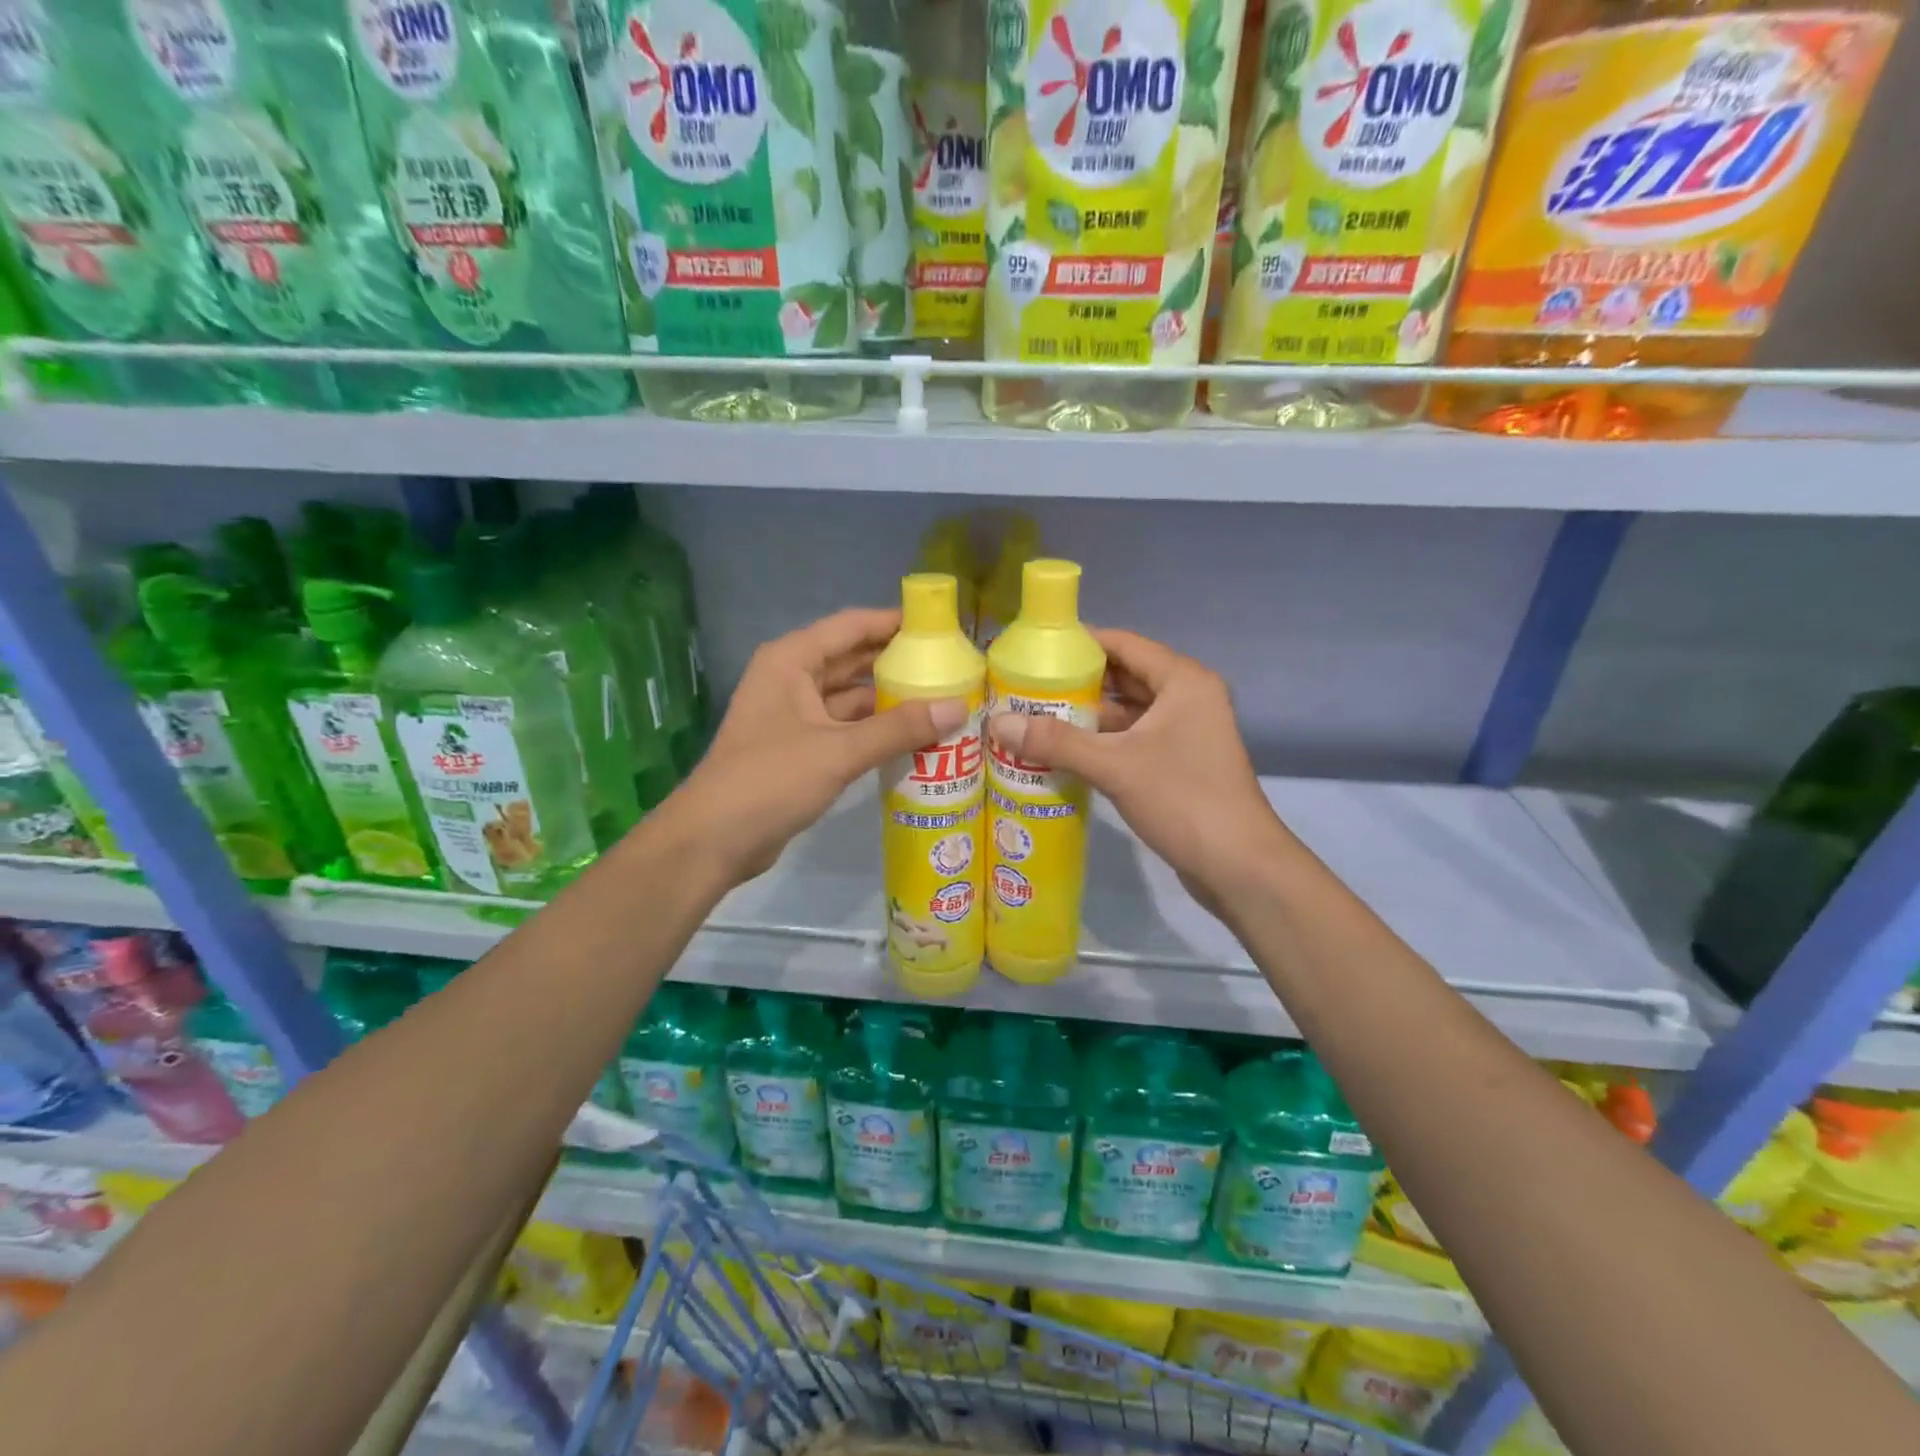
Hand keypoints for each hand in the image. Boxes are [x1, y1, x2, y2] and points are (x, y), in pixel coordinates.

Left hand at [677, 608, 965, 884]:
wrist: (714, 841)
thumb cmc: (771, 780)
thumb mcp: (838, 751)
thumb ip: (899, 729)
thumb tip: (958, 706)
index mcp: (791, 660)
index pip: (851, 626)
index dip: (895, 622)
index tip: (941, 627)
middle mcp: (792, 679)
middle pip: (853, 659)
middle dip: (898, 662)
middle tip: (952, 667)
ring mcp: (794, 715)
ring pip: (851, 697)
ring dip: (890, 700)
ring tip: (942, 700)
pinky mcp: (800, 748)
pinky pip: (846, 728)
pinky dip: (875, 730)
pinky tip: (914, 738)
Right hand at [986, 629, 1287, 911]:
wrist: (1239, 866)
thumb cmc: (1183, 800)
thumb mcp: (1115, 766)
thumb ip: (1056, 742)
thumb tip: (997, 723)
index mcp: (1182, 681)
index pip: (1124, 644)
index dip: (1080, 643)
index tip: (1034, 650)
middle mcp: (1187, 698)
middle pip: (1123, 677)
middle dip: (1076, 683)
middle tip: (1024, 686)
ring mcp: (1185, 732)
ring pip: (1127, 712)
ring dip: (1087, 716)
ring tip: (1034, 718)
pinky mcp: (1179, 763)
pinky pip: (1132, 740)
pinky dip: (1101, 743)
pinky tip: (1063, 752)